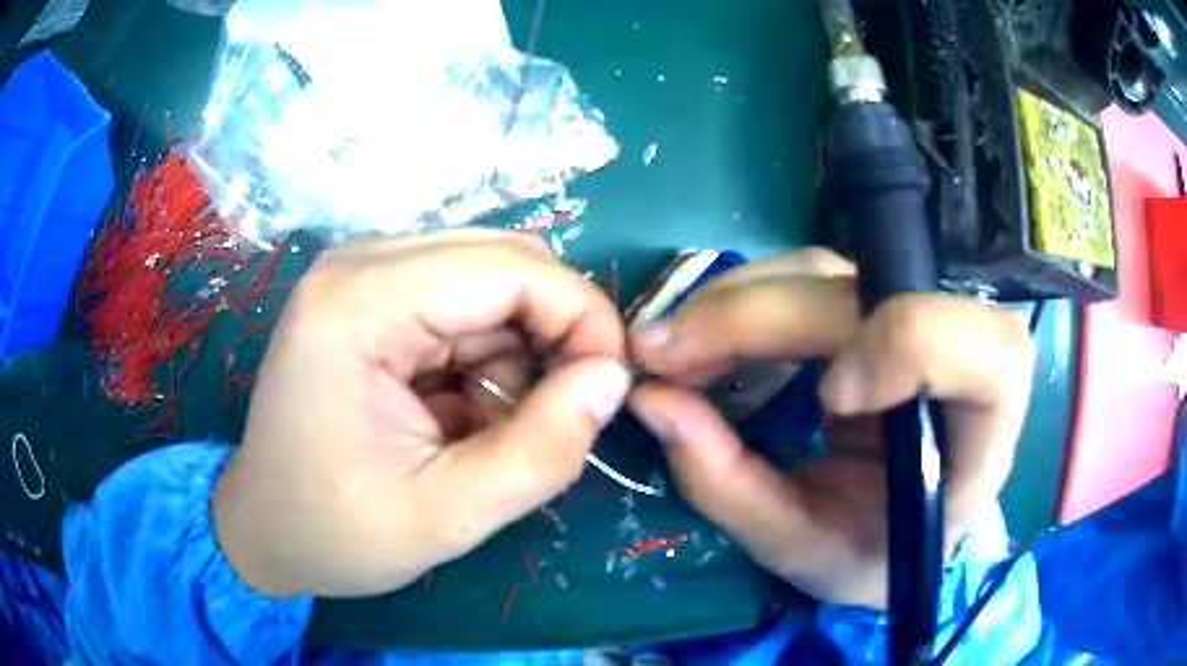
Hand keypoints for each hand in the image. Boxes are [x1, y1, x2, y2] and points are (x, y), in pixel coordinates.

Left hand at [213, 230, 630, 597]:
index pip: (510, 268)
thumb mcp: (446, 517)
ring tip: (494, 428)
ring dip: (520, 352)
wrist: (263, 529)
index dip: (583, 318)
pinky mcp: (370, 299)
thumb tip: (612, 379)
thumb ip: (541, 451)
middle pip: (504, 261)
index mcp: (358, 303)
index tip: (610, 387)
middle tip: (565, 410)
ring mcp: (361, 276)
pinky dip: (489, 357)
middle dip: (555, 332)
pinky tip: (465, 412)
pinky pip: (464, 305)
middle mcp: (358, 264)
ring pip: (491, 282)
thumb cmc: (334, 532)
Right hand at [628, 248, 1033, 608]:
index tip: (830, 395)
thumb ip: (732, 488)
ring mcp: (911, 323)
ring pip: (834, 272)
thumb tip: (651, 399)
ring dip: (741, 300)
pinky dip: (744, 299)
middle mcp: (957, 365)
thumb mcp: (799, 550)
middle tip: (665, 355)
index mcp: (977, 444)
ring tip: (674, 349)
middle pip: (881, 294)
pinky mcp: (870, 311)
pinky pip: (806, 278)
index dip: (914, 346)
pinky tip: (704, 335)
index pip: (991, 358)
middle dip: (766, 317)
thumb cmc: (864, 554)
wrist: (889, 532)